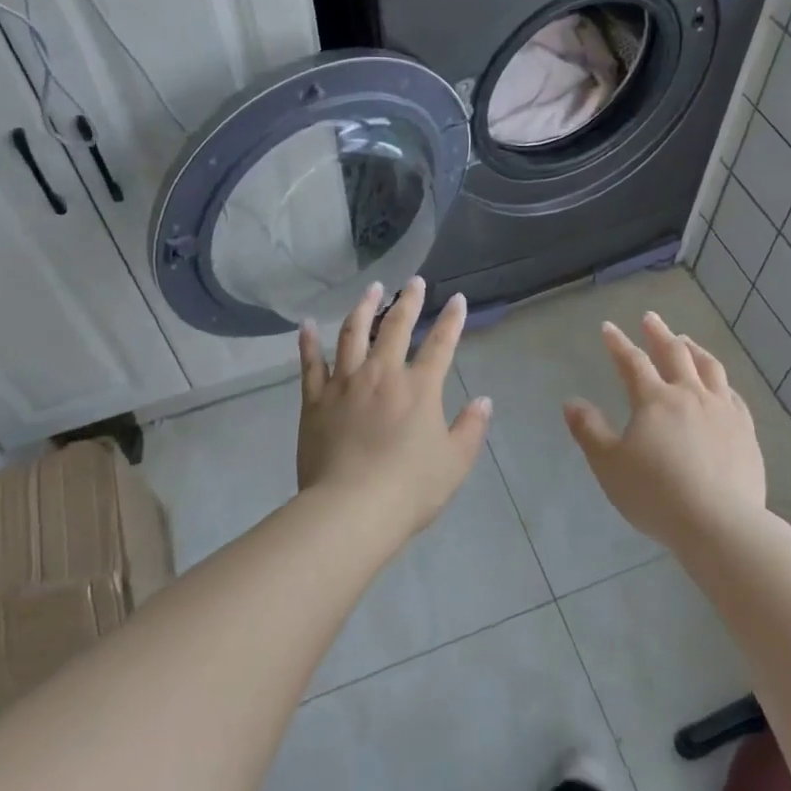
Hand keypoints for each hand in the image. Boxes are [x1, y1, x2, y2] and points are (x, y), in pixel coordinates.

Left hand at [296, 276, 492, 540]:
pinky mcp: (315, 400)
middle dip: (408, 301)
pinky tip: (306, 325)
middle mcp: (382, 374)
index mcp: (419, 388)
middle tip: (413, 282)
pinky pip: (310, 364)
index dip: (452, 320)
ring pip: (353, 334)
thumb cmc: (410, 488)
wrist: (351, 508)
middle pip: (396, 327)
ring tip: (371, 289)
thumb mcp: (454, 462)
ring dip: (363, 308)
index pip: (441, 344)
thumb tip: (483, 401)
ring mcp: (345, 384)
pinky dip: (308, 343)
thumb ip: (470, 428)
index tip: (458, 299)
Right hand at [564, 313, 765, 548]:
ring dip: (694, 349)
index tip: (608, 327)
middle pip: (675, 353)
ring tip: (686, 340)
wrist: (719, 523)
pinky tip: (720, 385)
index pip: (632, 362)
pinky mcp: (746, 431)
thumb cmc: (655, 494)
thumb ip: (589, 431)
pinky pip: (733, 395)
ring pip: (709, 368)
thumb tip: (571, 402)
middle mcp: (691, 395)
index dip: (618, 343)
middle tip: (650, 318)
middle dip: (659, 333)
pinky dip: (721, 381)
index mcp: (655, 400)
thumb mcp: (609, 465)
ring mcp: (723, 411)